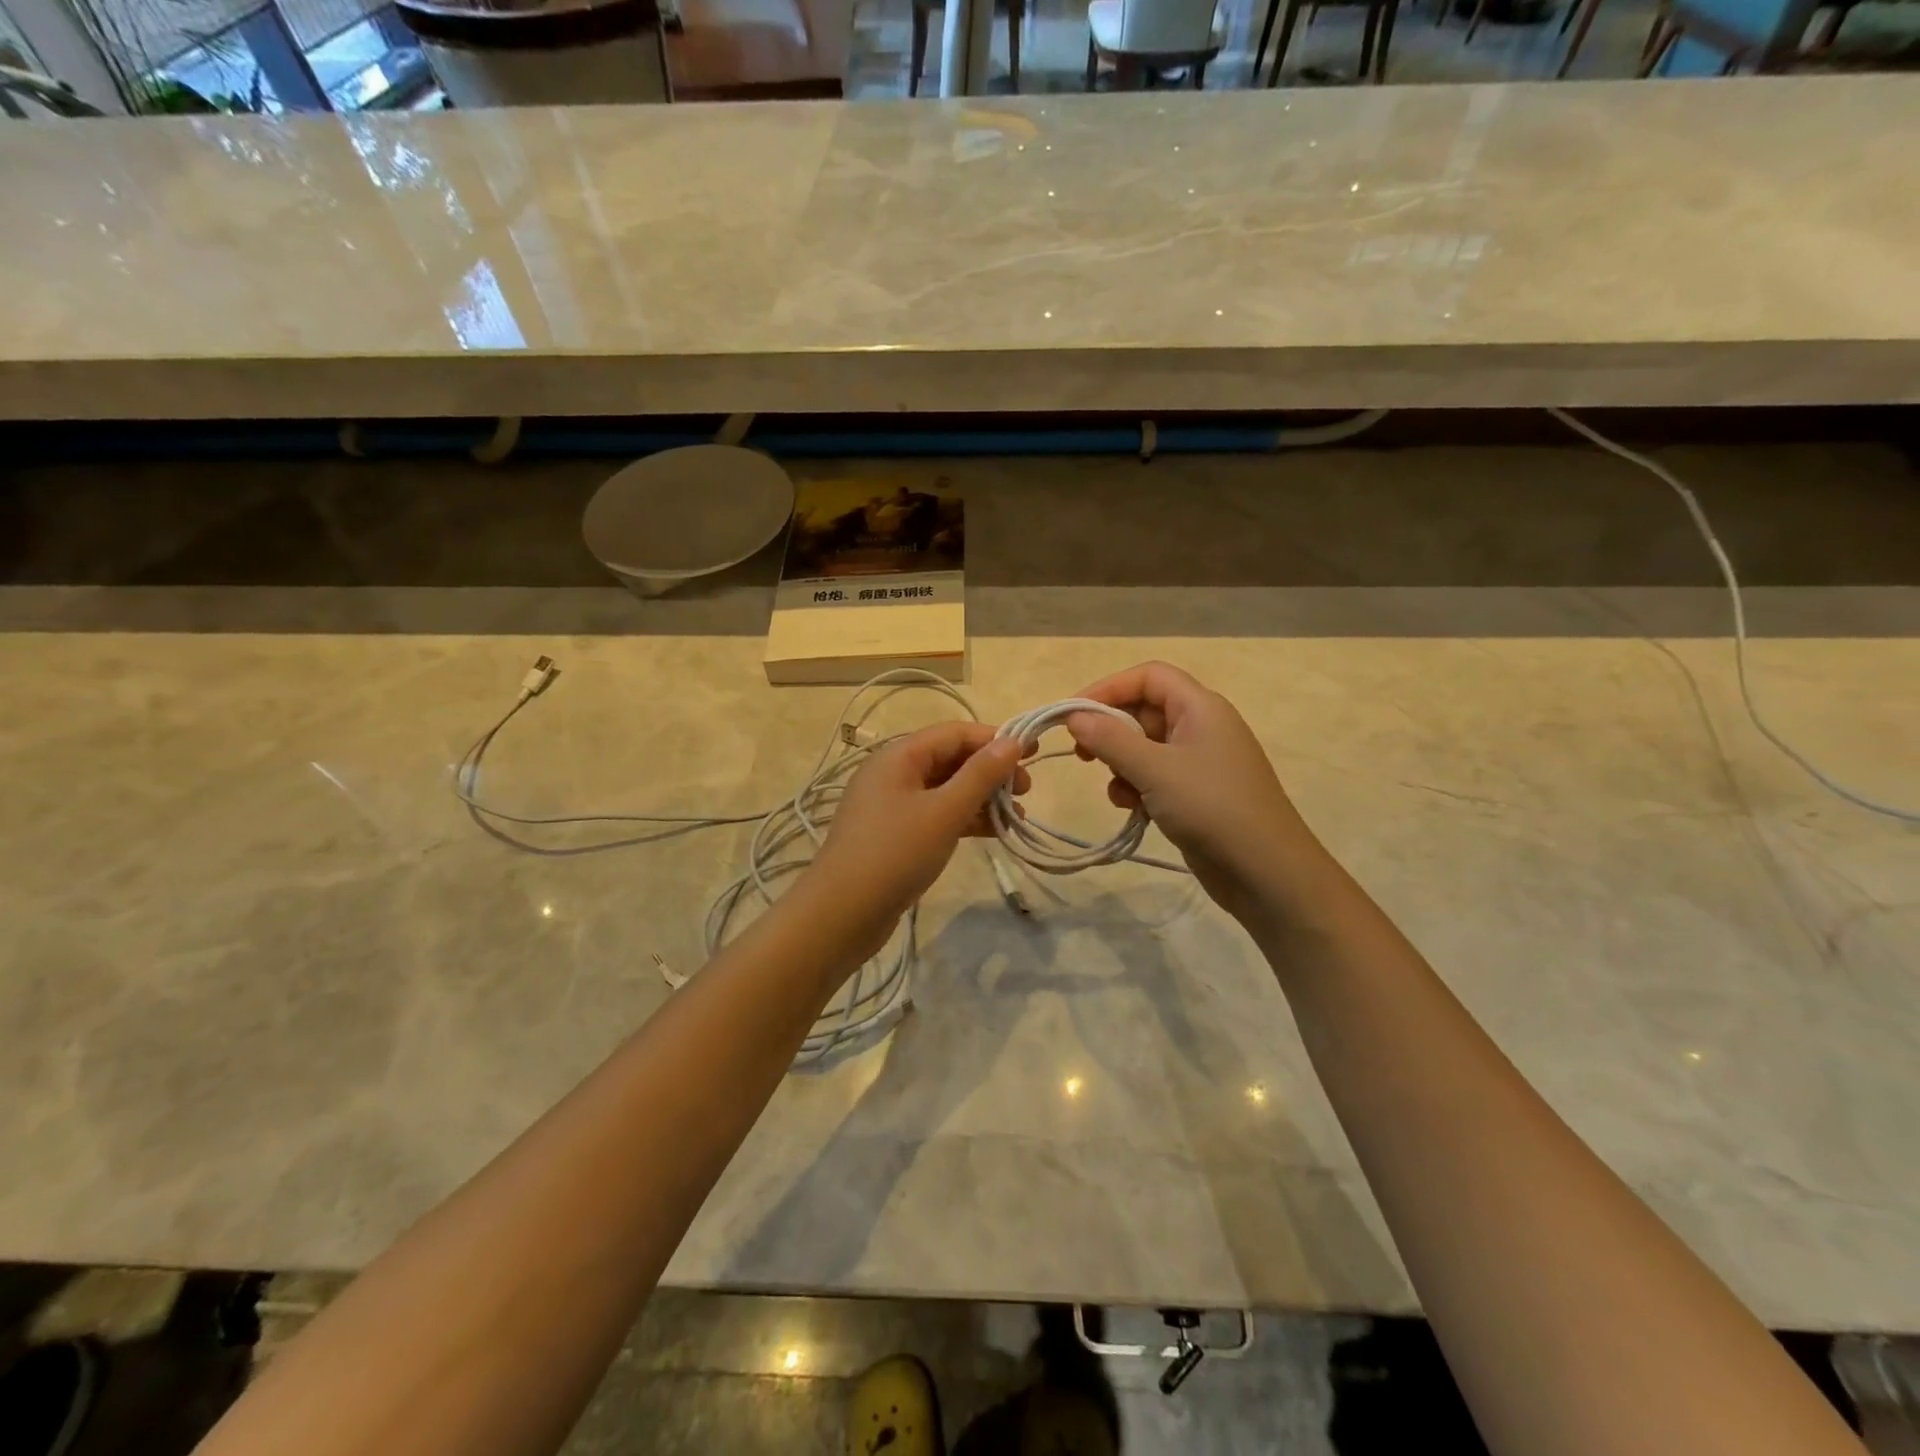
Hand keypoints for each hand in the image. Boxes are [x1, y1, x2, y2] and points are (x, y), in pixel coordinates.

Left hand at [802, 721, 1027, 956]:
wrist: (842, 914)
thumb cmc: (895, 853)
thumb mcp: (944, 811)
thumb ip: (980, 775)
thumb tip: (1013, 741)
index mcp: (899, 755)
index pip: (955, 733)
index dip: (995, 739)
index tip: (1033, 754)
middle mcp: (893, 772)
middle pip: (950, 758)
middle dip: (990, 771)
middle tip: (1027, 791)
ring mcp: (892, 804)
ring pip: (945, 788)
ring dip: (981, 797)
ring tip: (1017, 816)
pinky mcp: (895, 834)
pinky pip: (936, 813)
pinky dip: (964, 818)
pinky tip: (992, 833)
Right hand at [1066, 662, 1306, 919]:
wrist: (1266, 872)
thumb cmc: (1211, 808)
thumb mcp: (1154, 770)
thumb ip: (1110, 739)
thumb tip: (1074, 716)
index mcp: (1200, 707)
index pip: (1148, 676)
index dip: (1108, 688)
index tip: (1073, 714)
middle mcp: (1202, 726)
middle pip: (1144, 710)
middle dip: (1110, 730)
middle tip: (1081, 755)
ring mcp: (1201, 761)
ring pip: (1146, 746)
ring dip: (1121, 763)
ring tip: (1115, 790)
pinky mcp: (1197, 793)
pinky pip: (1156, 775)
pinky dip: (1137, 786)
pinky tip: (1132, 809)